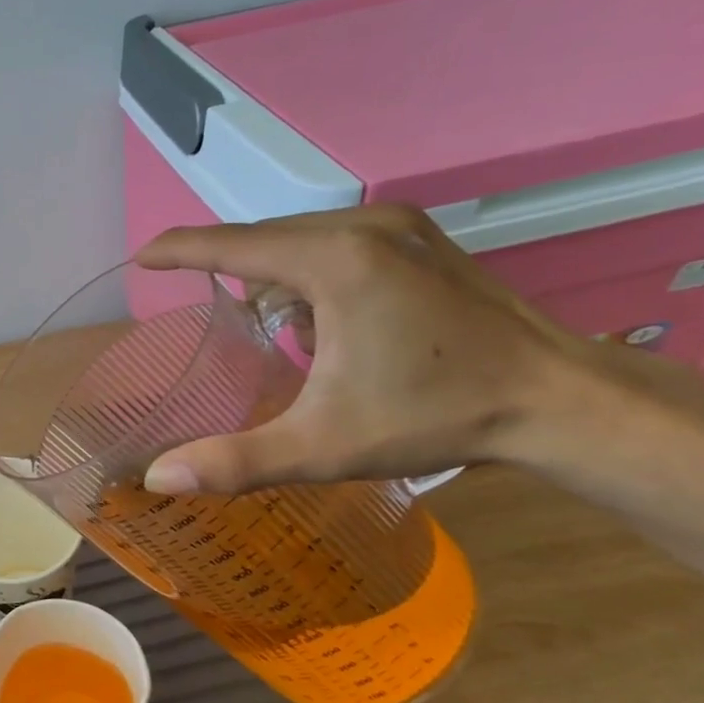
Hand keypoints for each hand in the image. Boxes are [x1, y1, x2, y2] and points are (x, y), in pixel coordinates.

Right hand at [136, 205, 582, 494]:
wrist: (561, 399)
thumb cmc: (436, 417)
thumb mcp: (322, 446)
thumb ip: (234, 461)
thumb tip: (157, 478)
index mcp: (334, 261)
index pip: (231, 244)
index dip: (178, 249)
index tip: (141, 257)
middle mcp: (362, 225)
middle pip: (264, 240)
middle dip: (235, 277)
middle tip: (228, 329)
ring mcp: (398, 224)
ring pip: (299, 240)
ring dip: (277, 280)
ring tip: (293, 339)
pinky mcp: (420, 235)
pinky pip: (335, 241)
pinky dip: (312, 274)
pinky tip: (333, 322)